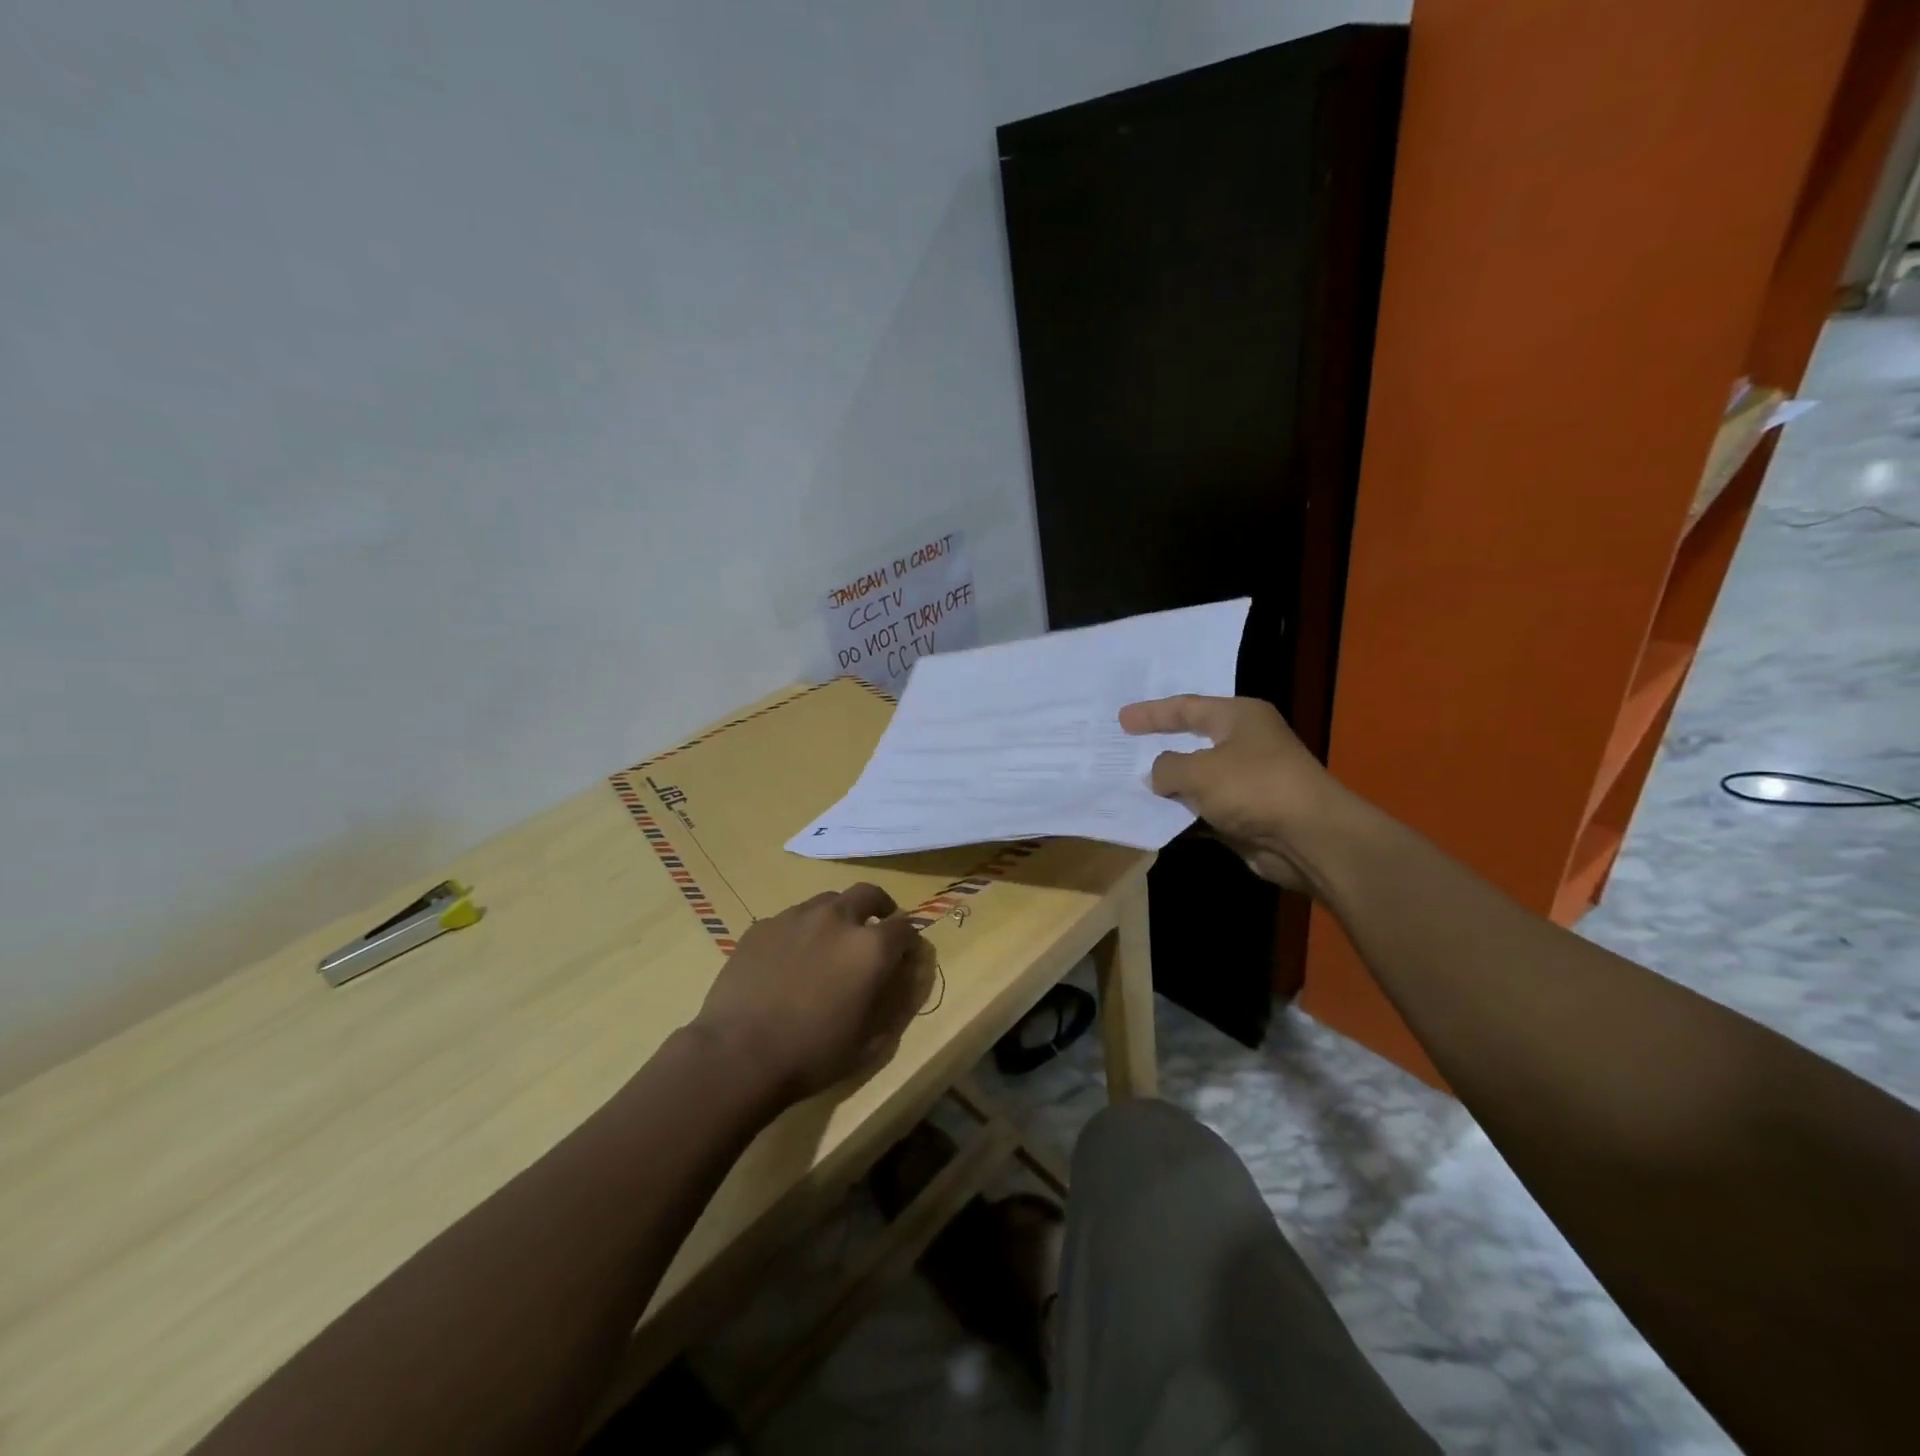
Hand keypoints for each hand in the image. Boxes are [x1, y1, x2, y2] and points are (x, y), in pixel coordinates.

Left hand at [691, 884, 935, 1104]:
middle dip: (879, 907)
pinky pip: (791, 919)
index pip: (905, 926)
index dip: (909, 940)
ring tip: (830, 944)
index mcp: (871, 947)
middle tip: (875, 930)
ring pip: (828, 901)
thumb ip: (894, 1002)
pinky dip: (801, 931)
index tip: (904, 954)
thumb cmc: (812, 1054)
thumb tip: (903, 977)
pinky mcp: (762, 926)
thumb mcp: (869, 1041)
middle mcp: (837, 919)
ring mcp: (796, 917)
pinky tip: (789, 960)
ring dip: (839, 916)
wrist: (738, 1055)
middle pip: (868, 894)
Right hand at [1118, 695, 1354, 894]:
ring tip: (1128, 788)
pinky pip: (1204, 811)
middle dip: (1158, 749)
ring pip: (1196, 781)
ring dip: (1168, 788)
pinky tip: (1154, 820)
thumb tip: (1157, 775)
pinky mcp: (1246, 816)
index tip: (1122, 719)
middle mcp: (1245, 744)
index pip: (1187, 707)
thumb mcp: (1199, 770)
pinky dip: (1182, 815)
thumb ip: (1167, 767)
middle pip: (1192, 742)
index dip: (1152, 713)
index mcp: (1239, 717)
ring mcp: (1247, 782)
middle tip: (1124, 749)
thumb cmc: (1254, 787)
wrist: (1309, 838)